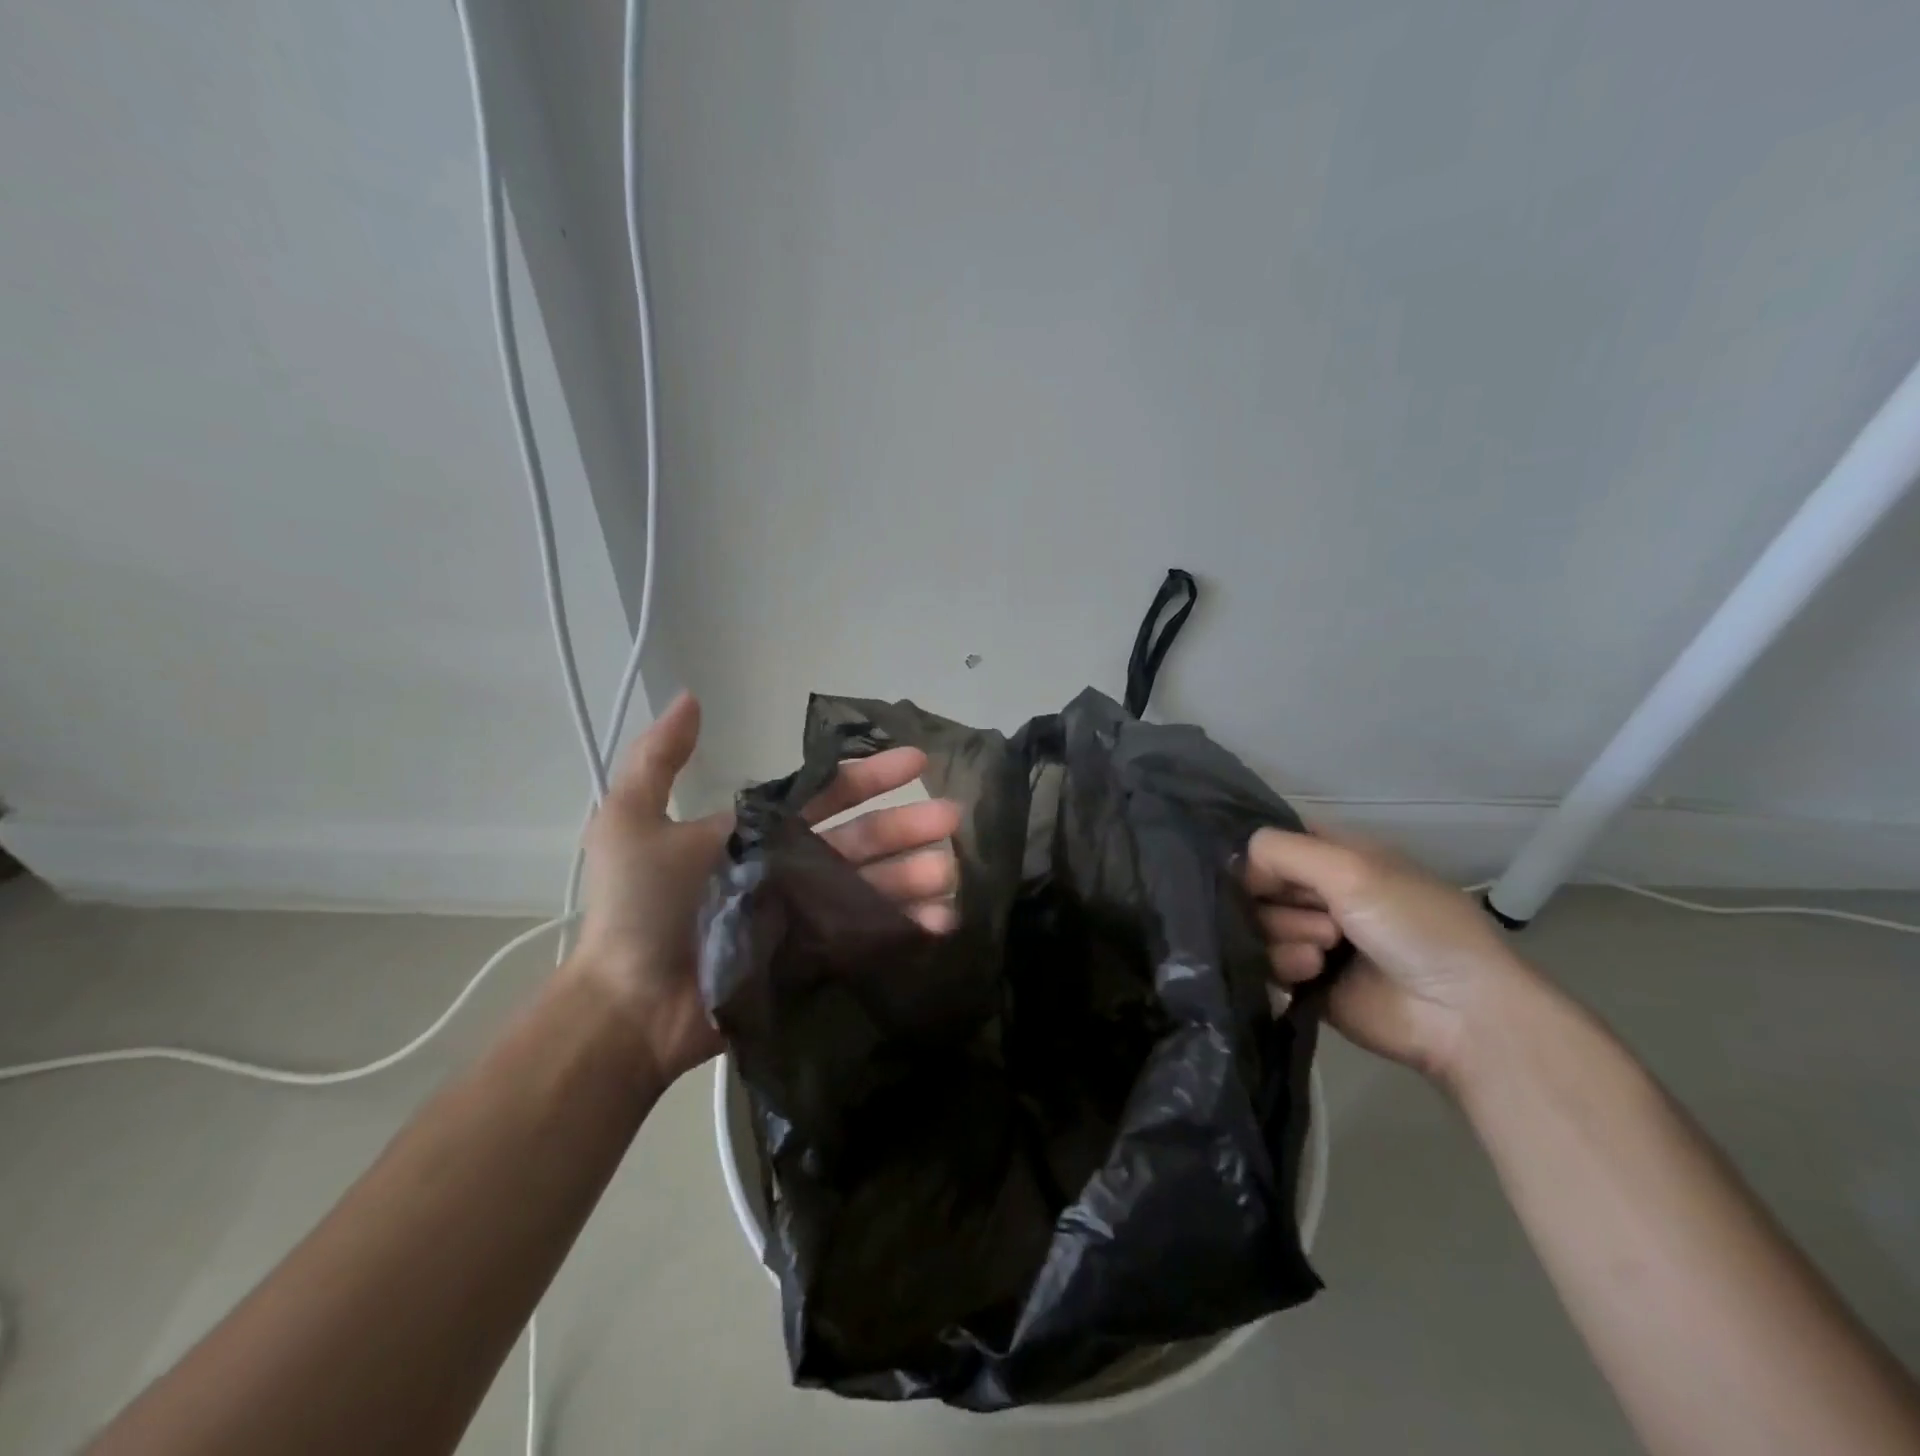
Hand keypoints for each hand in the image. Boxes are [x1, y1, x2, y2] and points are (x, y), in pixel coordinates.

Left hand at [572, 691, 960, 1085]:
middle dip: (909, 826)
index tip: (918, 761)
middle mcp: (794, 868)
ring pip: (874, 887)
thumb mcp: (629, 822)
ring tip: (954, 870)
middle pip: (863, 840)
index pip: (829, 796)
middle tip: (954, 817)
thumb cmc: (634, 911)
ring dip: (916, 876)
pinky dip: (906, 928)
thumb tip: (691, 696)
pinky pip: (868, 938)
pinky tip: (942, 921)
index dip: (872, 775)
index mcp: (763, 833)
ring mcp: (808, 916)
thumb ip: (658, 759)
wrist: (626, 1006)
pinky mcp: (815, 960)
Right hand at [1243, 826, 1531, 1086]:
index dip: (1260, 857)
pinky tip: (1313, 972)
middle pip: (1257, 885)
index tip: (1261, 873)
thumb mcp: (1351, 867)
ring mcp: (1310, 937)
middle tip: (1321, 916)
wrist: (1459, 1013)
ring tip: (1324, 951)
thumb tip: (1238, 866)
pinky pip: (1264, 963)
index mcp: (1335, 857)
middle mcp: (1319, 893)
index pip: (1273, 844)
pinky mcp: (1304, 980)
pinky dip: (1284, 965)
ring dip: (1286, 934)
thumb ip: (1281, 851)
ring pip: (1257, 924)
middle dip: (1280, 900)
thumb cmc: (1414, 924)